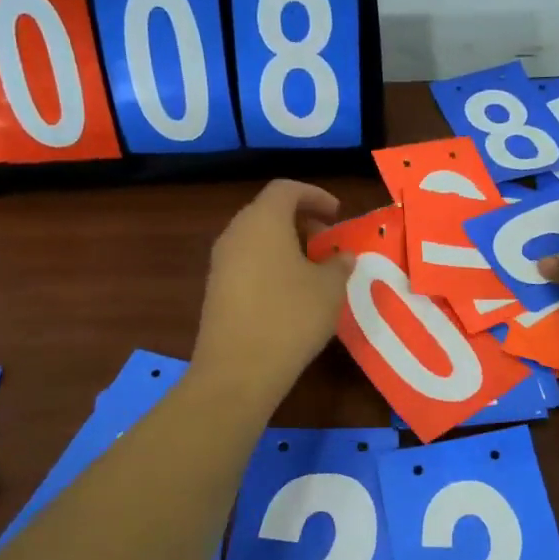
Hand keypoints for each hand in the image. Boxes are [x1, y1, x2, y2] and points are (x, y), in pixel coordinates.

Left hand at [193, 180, 353, 400]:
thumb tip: (342, 257)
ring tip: (314, 270)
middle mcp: (236, 233)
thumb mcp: (329, 288)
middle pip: (269, 212)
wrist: (237, 370)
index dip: (315, 195)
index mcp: (262, 221)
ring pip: (257, 238)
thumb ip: (339, 265)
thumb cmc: (290, 317)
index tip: (337, 214)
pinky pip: (247, 263)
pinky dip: (271, 265)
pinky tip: (291, 294)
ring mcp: (220, 263)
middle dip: (302, 221)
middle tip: (328, 244)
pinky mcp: (216, 290)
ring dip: (286, 245)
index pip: (286, 189)